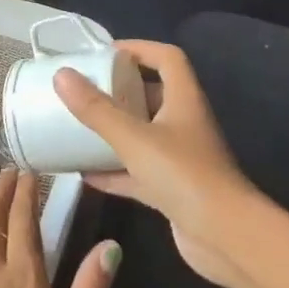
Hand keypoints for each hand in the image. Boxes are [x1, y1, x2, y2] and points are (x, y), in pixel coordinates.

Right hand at [53, 41, 258, 287]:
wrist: (226, 239)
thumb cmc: (184, 175)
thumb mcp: (134, 138)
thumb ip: (97, 109)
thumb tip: (61, 75)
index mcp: (183, 99)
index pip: (167, 58)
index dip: (139, 48)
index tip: (105, 52)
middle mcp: (184, 122)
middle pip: (153, 94)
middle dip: (120, 90)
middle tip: (85, 89)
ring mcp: (180, 158)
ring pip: (143, 134)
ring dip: (115, 130)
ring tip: (79, 127)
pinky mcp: (173, 189)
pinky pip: (138, 171)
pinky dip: (114, 170)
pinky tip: (85, 175)